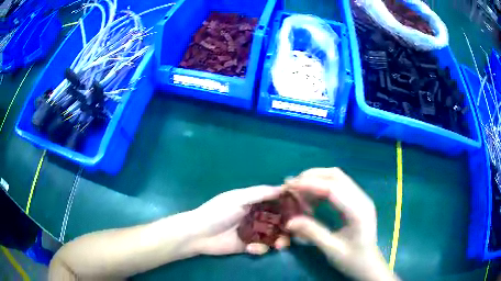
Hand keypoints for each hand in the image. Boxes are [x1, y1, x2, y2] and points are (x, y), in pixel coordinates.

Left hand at [188, 185, 289, 255]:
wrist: (199, 234)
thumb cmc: (218, 213)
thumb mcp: (238, 199)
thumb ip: (260, 193)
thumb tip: (282, 188)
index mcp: (253, 201)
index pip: (276, 201)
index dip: (289, 204)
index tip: (304, 209)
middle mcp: (256, 216)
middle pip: (278, 220)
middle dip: (288, 227)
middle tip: (294, 233)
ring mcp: (252, 232)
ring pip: (273, 235)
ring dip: (279, 240)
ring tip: (279, 246)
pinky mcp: (248, 245)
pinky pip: (261, 247)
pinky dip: (259, 248)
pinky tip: (250, 248)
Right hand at [285, 168, 397, 280]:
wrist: (369, 265)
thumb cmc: (353, 260)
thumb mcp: (332, 250)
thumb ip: (312, 233)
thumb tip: (289, 221)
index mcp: (358, 211)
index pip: (333, 188)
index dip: (309, 184)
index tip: (289, 186)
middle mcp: (362, 199)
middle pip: (336, 176)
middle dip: (311, 177)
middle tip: (291, 185)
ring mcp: (360, 198)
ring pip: (337, 178)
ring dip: (317, 179)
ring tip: (299, 190)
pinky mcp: (357, 201)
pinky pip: (338, 186)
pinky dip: (322, 187)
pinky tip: (312, 198)